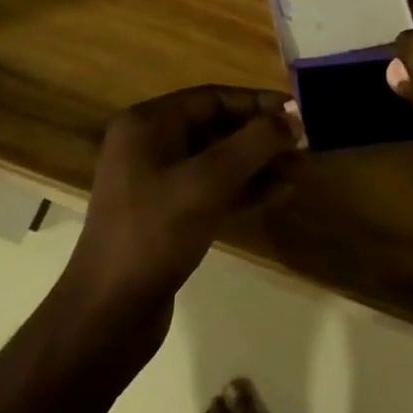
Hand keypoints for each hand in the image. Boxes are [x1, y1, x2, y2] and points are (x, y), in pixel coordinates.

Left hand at [63, 86, 301, 337]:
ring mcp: (158, 182)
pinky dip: (245, 189)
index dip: (258, 102)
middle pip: (217, 127)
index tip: (298, 112)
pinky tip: (280, 193)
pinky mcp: (168, 215)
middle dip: (262, 135)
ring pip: (218, 160)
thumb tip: (293, 118)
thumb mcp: (208, 181)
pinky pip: (213, 189)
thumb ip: (254, 144)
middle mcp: (150, 145)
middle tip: (304, 144)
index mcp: (148, 124)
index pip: (213, 98)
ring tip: (300, 169)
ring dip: (259, 163)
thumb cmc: (155, 233)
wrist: (108, 314)